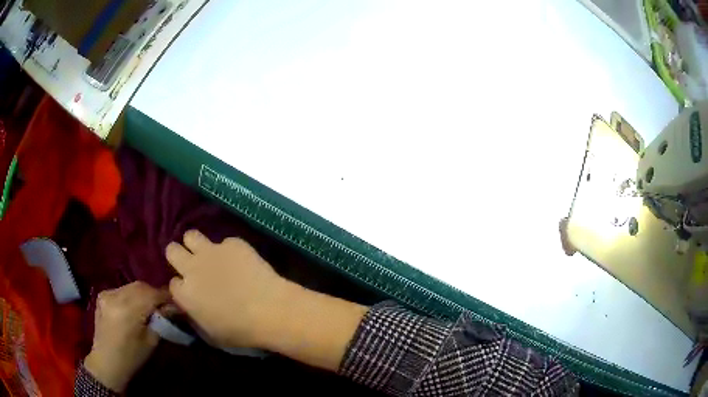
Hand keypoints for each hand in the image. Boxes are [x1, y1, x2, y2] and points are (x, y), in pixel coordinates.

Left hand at [84, 282, 168, 392]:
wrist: (107, 362)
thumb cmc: (131, 357)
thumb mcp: (151, 342)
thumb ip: (160, 321)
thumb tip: (172, 307)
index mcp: (127, 311)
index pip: (151, 294)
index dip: (166, 297)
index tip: (176, 303)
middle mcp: (115, 297)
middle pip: (141, 286)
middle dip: (155, 293)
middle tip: (165, 304)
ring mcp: (106, 293)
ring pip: (131, 286)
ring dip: (143, 293)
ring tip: (151, 305)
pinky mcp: (102, 295)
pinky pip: (122, 289)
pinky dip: (132, 295)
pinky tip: (134, 306)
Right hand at [167, 230, 366, 371]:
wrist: (271, 310)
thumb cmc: (241, 331)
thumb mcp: (212, 334)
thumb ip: (195, 317)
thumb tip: (191, 308)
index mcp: (185, 294)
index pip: (172, 283)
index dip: (182, 287)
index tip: (192, 292)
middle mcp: (192, 268)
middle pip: (172, 250)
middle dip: (179, 257)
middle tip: (193, 266)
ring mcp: (211, 252)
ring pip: (191, 236)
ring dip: (196, 245)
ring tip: (209, 255)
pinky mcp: (233, 243)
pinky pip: (225, 242)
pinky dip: (230, 250)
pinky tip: (242, 261)